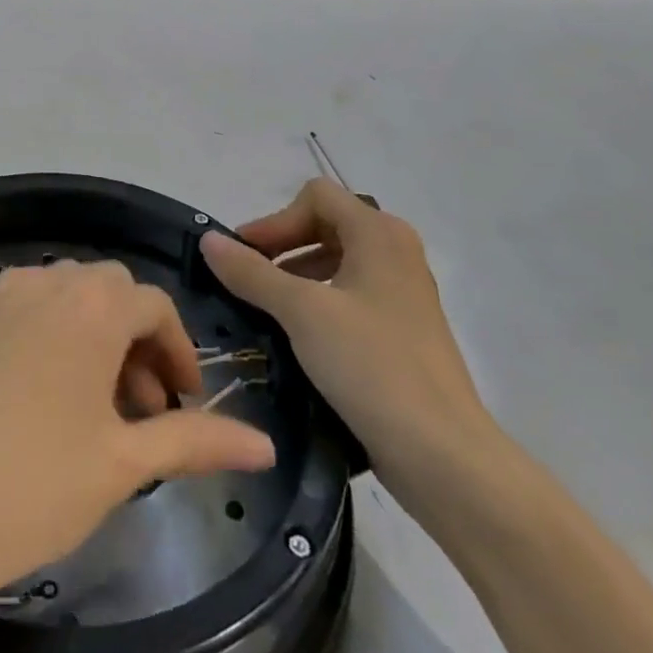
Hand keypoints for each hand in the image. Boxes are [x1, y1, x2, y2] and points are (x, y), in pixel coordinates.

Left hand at [0, 261, 275, 609]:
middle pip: (110, 292)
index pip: (153, 305)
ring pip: (69, 297)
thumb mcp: (123, 463)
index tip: (186, 402)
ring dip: (98, 336)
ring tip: (102, 408)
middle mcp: (46, 283)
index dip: (179, 350)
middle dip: (139, 340)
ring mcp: (1, 297)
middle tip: (147, 407)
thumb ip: (196, 441)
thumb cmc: (34, 483)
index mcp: (89, 305)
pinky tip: (52, 396)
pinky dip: (57, 335)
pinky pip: (31, 309)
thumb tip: (265, 445)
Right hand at [200, 178, 497, 519]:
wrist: (444, 455)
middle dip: (282, 245)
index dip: (276, 220)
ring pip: (337, 262)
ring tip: (265, 308)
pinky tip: (296, 336)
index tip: (245, 256)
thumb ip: (251, 272)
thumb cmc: (371, 366)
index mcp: (379, 235)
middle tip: (247, 278)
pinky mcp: (403, 331)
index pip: (316, 197)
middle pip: (326, 225)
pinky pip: (351, 296)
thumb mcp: (301, 312)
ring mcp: (403, 293)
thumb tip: (208, 240)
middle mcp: (396, 253)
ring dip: (296, 275)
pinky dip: (318, 302)